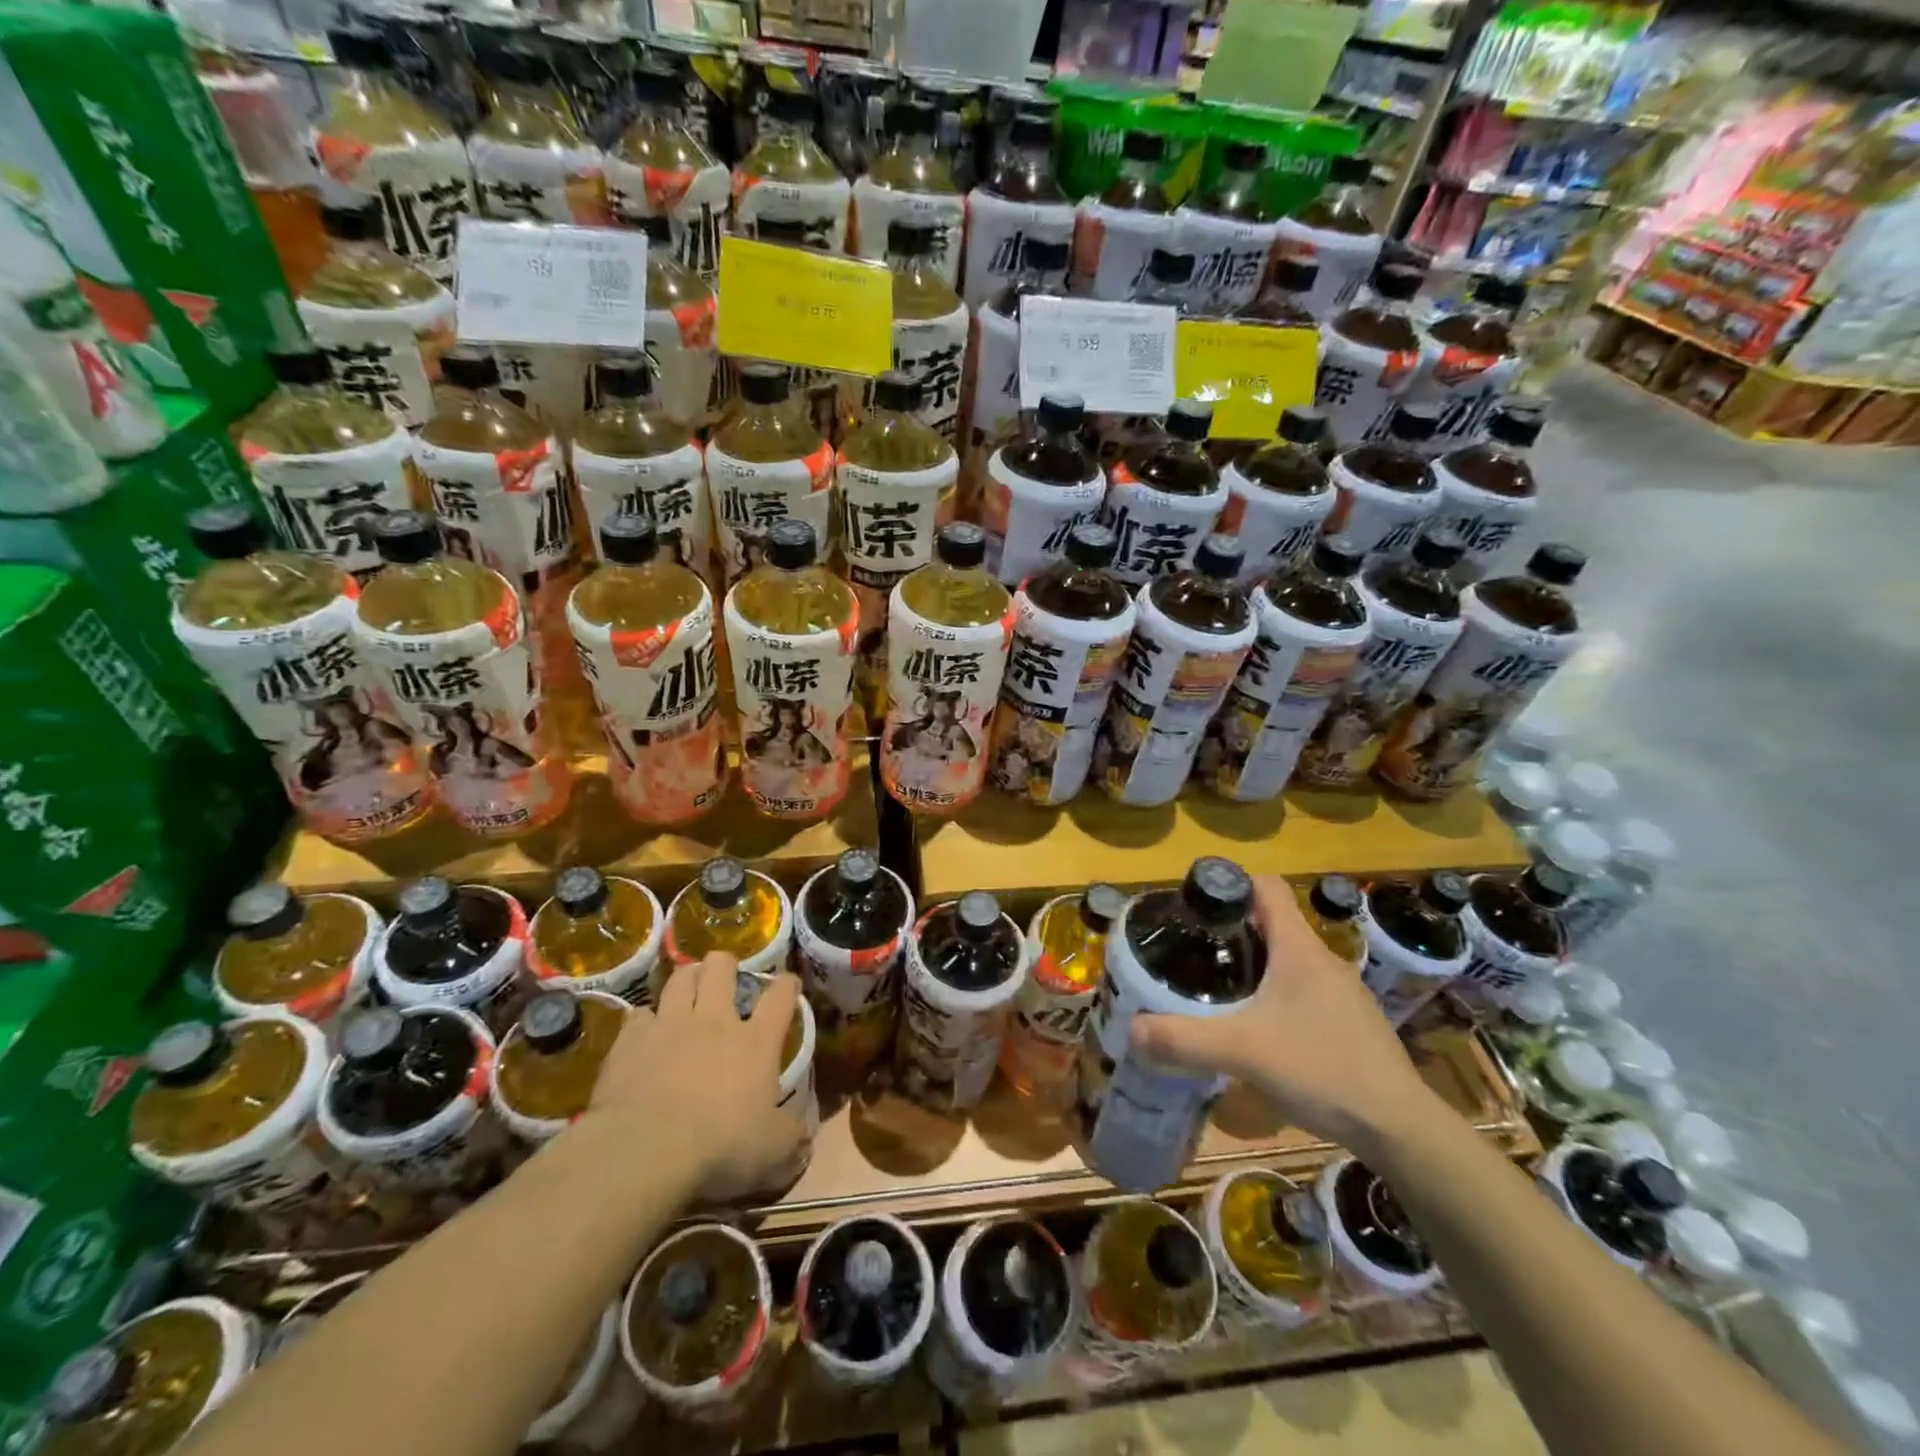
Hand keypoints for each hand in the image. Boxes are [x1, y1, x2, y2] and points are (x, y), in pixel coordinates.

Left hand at [585, 953, 807, 1203]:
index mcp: (756, 1042)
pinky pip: (639, 1014)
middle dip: (725, 964)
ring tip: (688, 985)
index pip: (780, 996)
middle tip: (725, 976)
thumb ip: (793, 1136)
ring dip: (687, 978)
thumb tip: (805, 1134)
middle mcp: (715, 1021)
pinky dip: (646, 1019)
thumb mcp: (773, 1152)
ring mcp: (670, 1025)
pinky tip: (645, 1030)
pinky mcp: (631, 1040)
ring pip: (680, 978)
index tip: (788, 983)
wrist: (644, 1152)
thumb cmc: (719, 1148)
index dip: (787, 985)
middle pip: (721, 968)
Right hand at [1129, 875, 1440, 1159]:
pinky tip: (1256, 1027)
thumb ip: (1184, 1039)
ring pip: (1286, 959)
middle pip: (1271, 923)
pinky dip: (1273, 994)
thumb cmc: (1323, 1070)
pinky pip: (1301, 989)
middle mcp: (1322, 960)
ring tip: (1215, 987)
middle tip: (1190, 950)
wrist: (1400, 1128)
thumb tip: (1132, 1029)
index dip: (1230, 884)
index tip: (1195, 904)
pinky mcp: (1347, 1021)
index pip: (1266, 887)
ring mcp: (1340, 991)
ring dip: (1252, 964)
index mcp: (1299, 949)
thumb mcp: (1243, 1052)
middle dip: (1230, 930)